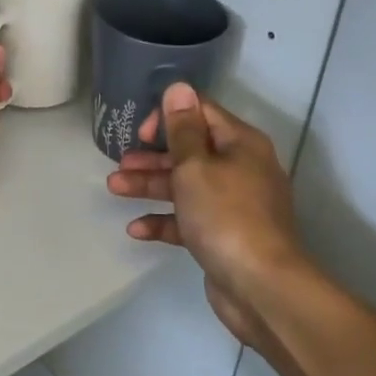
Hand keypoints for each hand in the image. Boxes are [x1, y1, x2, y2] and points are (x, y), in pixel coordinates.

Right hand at [105, 82, 308, 347]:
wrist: (261, 287)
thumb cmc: (225, 215)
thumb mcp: (195, 166)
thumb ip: (182, 128)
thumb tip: (179, 87)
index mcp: (239, 144)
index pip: (201, 112)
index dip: (168, 116)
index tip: (142, 133)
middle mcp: (240, 169)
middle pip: (189, 151)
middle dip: (152, 155)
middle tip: (121, 161)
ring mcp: (233, 205)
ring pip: (185, 185)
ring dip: (150, 184)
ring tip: (114, 187)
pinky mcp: (223, 236)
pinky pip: (188, 219)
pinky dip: (164, 221)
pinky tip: (136, 229)